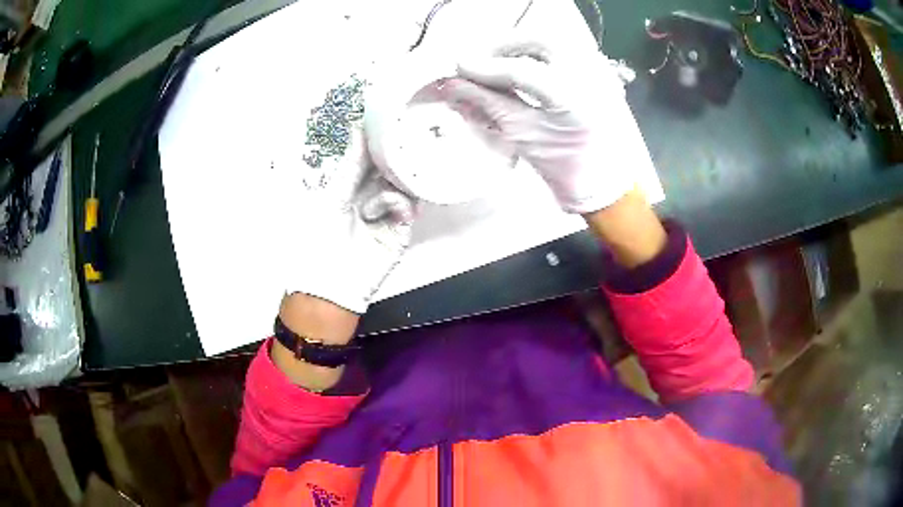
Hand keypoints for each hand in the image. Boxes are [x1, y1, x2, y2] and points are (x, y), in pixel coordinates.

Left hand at [280, 127, 415, 313]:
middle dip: (395, 153)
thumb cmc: (320, 238)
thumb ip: (351, 164)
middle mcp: (372, 196)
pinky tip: (381, 208)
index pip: (371, 158)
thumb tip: (358, 127)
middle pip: (391, 168)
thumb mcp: (333, 196)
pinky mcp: (401, 230)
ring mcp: (389, 213)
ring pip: (403, 184)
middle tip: (404, 132)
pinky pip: (405, 206)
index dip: (379, 139)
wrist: (328, 284)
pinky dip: (397, 201)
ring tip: (398, 164)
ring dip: (398, 175)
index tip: (389, 115)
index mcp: (353, 187)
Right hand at [443, 40, 648, 213]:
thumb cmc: (571, 171)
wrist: (610, 186)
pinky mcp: (602, 75)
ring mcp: (601, 74)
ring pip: (554, 42)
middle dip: (505, 46)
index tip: (460, 67)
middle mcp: (593, 78)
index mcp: (575, 100)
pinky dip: (540, 54)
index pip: (522, 70)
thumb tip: (457, 84)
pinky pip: (567, 51)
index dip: (486, 67)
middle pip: (541, 41)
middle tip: (481, 60)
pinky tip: (524, 66)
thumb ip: (491, 104)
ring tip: (498, 63)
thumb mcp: (526, 137)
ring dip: (522, 46)